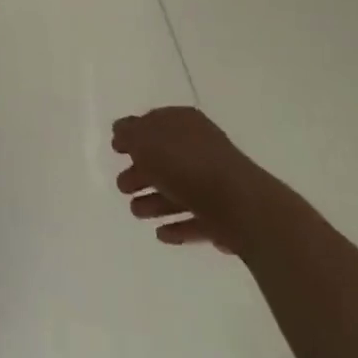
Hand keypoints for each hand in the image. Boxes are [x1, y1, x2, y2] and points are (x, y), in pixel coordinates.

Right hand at [112, 106, 261, 252]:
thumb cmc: (187, 165)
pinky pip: (196, 218)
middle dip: (141, 172)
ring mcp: (216, 181)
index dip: (133, 134)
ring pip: (178, 189)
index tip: (116, 150)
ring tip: (136, 213)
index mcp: (183, 122)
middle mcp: (201, 147)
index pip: (154, 123)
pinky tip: (161, 235)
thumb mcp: (146, 141)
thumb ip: (129, 134)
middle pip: (165, 158)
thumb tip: (121, 132)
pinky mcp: (226, 215)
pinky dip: (178, 225)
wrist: (242, 207)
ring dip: (155, 201)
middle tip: (122, 186)